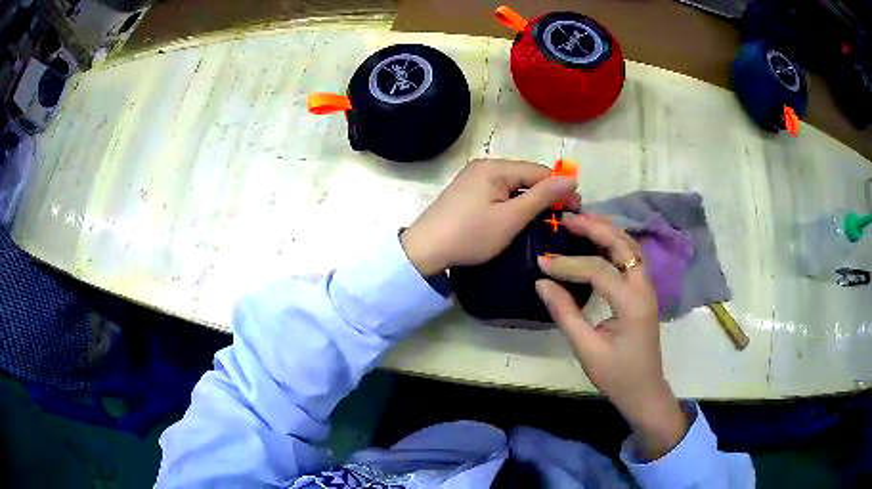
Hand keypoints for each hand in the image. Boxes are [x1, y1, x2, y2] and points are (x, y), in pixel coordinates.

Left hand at [401, 159, 578, 275]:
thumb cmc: (471, 235)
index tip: (576, 209)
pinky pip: (498, 192)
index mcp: (495, 167)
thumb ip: (542, 196)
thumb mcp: (511, 218)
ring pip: (512, 185)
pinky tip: (518, 219)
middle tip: (561, 218)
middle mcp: (483, 166)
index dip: (560, 188)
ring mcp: (472, 179)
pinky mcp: (466, 193)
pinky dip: (511, 204)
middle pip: (525, 176)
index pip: (539, 171)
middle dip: (545, 195)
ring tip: (543, 221)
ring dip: (529, 200)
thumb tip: (572, 178)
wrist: (424, 251)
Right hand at [534, 214, 686, 459]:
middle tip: (566, 218)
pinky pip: (631, 256)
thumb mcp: (586, 349)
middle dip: (594, 227)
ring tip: (580, 221)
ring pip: (630, 245)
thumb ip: (565, 313)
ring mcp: (648, 287)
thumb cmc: (616, 375)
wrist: (644, 390)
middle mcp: (644, 288)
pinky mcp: (644, 291)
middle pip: (622, 244)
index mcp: (632, 304)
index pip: (598, 270)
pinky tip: (597, 240)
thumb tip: (541, 282)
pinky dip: (614, 242)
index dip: (568, 264)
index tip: (541, 262)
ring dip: (607, 229)